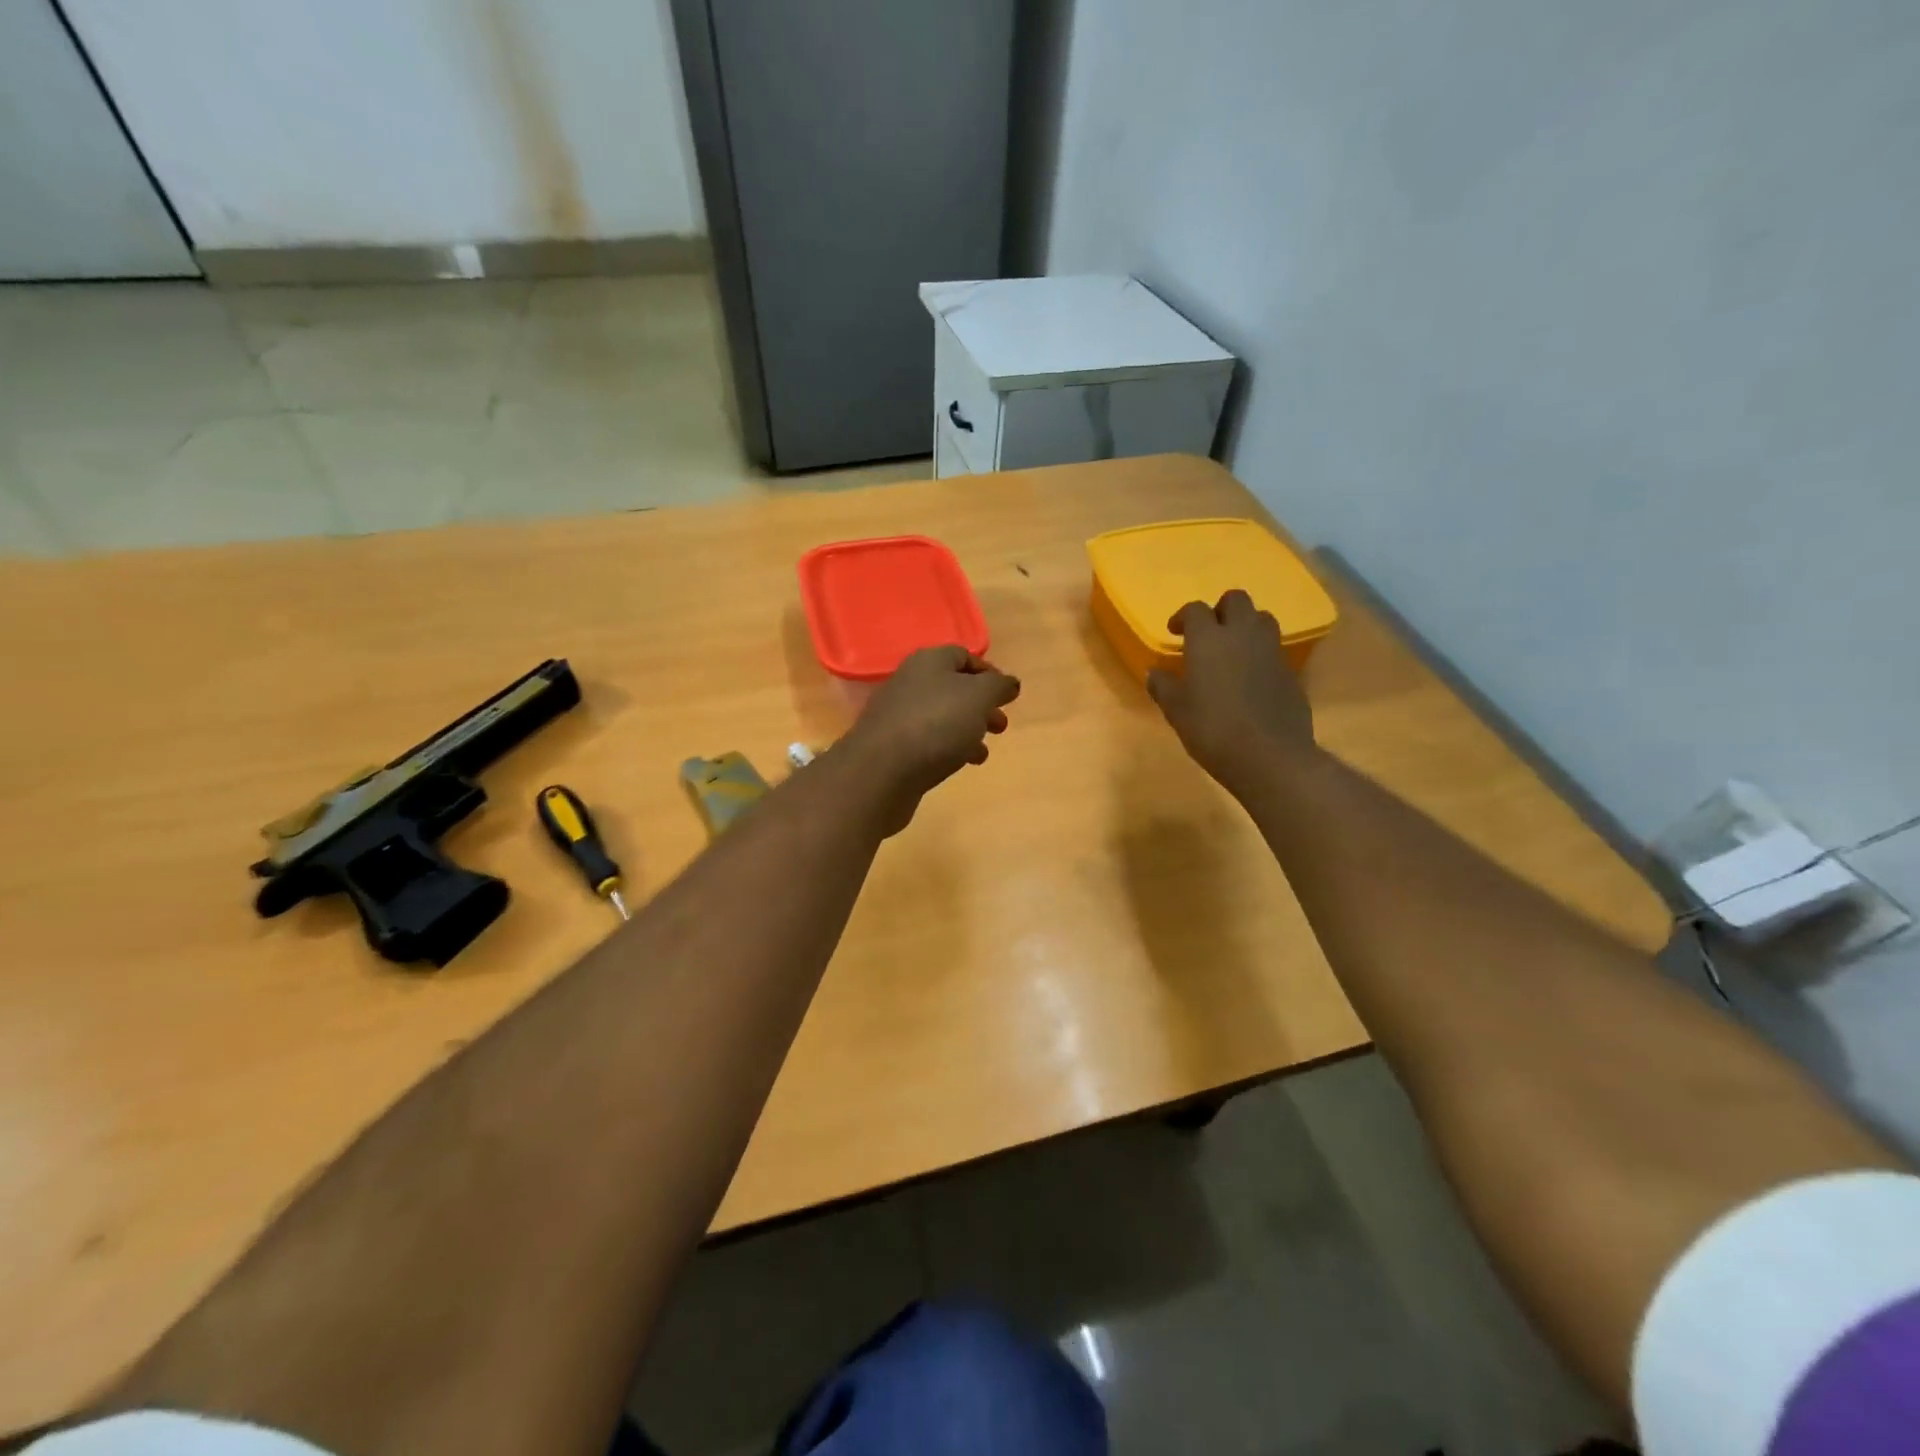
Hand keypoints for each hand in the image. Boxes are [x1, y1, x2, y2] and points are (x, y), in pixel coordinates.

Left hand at [839, 646, 1020, 834]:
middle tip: (1001, 725)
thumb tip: (1009, 683)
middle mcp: (910, 682)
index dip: (989, 673)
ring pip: (941, 716)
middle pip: (952, 688)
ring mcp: (898, 715)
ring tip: (983, 750)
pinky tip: (961, 764)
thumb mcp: (978, 697)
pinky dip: (949, 748)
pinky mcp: (892, 746)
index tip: (1008, 695)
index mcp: (929, 661)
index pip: (963, 656)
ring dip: (967, 729)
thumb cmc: (936, 724)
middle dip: (980, 705)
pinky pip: (928, 740)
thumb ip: (998, 686)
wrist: (881, 770)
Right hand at [1147, 591, 1317, 796]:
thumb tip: (1155, 672)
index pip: (1196, 610)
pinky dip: (1261, 653)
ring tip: (1232, 650)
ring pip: (1262, 619)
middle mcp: (1243, 635)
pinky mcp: (1291, 672)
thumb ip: (1163, 686)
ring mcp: (1272, 651)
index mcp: (1209, 639)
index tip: (1175, 632)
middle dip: (1220, 610)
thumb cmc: (1213, 730)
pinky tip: (1250, 678)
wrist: (1270, 756)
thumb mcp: (1176, 711)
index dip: (1183, 617)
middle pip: (1236, 600)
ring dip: (1245, 626)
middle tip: (1208, 633)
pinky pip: (1274, 649)